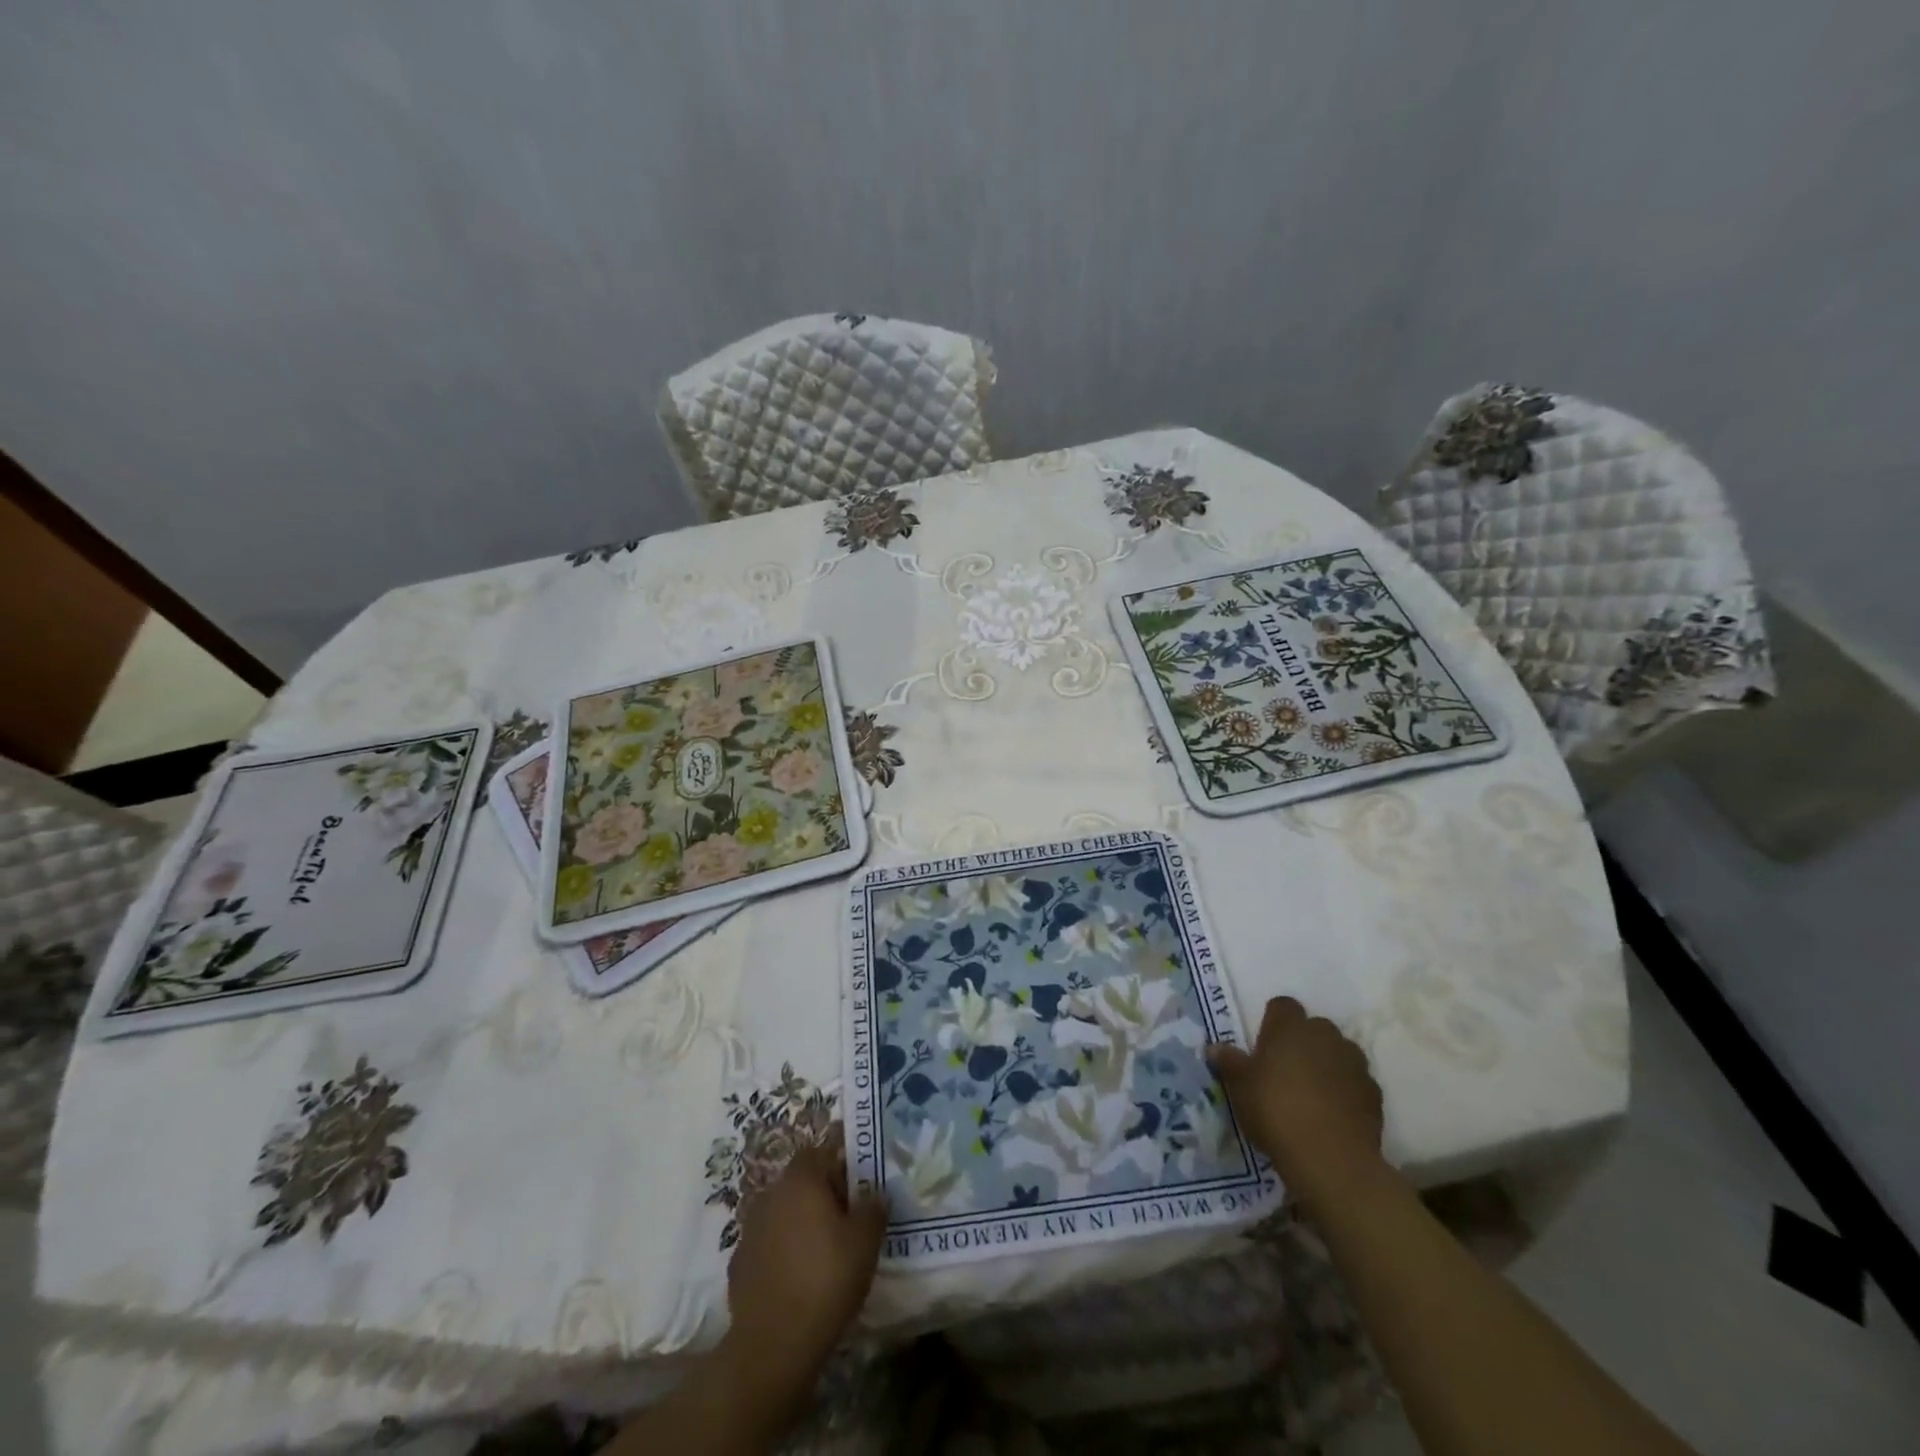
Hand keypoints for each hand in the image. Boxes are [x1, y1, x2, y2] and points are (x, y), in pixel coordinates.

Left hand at [720, 1127, 887, 1404]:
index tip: (858, 1180)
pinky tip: (798, 1276)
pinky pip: (768, 1244)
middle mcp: (771, 1195)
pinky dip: (783, 1251)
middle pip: (800, 1181)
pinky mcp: (739, 1264)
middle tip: (847, 1216)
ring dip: (801, 1222)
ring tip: (824, 1248)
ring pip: (782, 1213)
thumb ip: (873, 1208)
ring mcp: (750, 1230)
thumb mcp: (865, 1242)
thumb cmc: (825, 1280)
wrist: (773, 1346)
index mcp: (800, 1180)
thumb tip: (874, 1194)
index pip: (819, 1151)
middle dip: (822, 1192)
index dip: (839, 1160)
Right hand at [1206, 996, 1384, 1214]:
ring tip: (1312, 1093)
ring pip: (1338, 1052)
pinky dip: (1346, 1090)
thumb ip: (1229, 1062)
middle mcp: (1324, 1035)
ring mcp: (1354, 1063)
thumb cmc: (1276, 1111)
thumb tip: (1214, 1047)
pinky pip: (1355, 1081)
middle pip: (1314, 1027)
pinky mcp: (1374, 1093)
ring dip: (1327, 1064)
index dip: (1273, 1022)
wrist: (1331, 1158)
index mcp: (1290, 1027)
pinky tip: (1333, 1113)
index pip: (1282, 1006)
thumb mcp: (1240, 1087)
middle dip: (1303, 1042)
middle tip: (1285, 1070)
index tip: (1264, 1045)